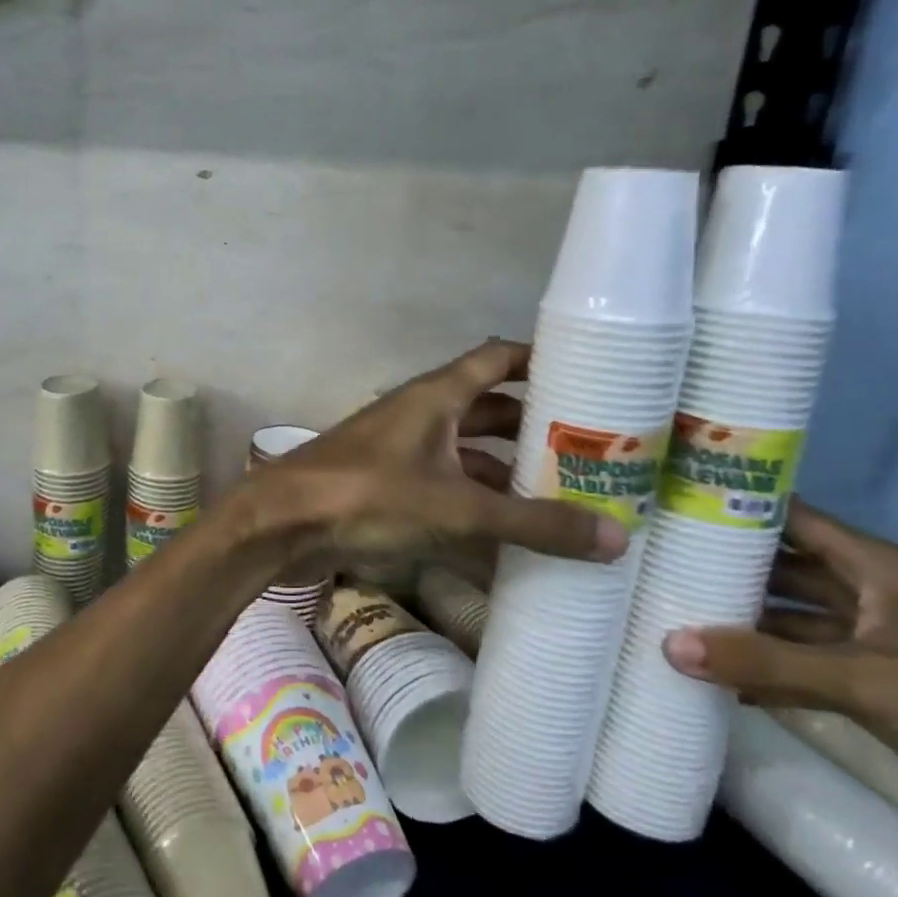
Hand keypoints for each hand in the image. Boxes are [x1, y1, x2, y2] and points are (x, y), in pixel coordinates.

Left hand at [247, 339, 628, 573]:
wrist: (281, 524)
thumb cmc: (367, 497)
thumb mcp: (457, 509)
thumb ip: (533, 523)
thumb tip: (616, 537)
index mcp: (435, 397)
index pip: (498, 359)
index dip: (542, 361)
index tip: (593, 375)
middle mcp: (419, 415)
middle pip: (488, 410)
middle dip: (534, 428)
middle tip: (593, 452)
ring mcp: (399, 451)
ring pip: (465, 452)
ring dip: (506, 471)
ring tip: (563, 496)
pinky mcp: (384, 486)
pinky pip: (443, 486)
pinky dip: (474, 502)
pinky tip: (507, 533)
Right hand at [664, 500, 897, 882]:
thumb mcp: (869, 680)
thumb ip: (767, 662)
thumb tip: (667, 645)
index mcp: (876, 567)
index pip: (787, 516)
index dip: (730, 504)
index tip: (664, 503)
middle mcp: (871, 593)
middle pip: (780, 569)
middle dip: (721, 568)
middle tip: (648, 565)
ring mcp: (877, 640)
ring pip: (790, 619)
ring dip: (740, 622)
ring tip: (666, 615)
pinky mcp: (883, 684)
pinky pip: (807, 664)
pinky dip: (767, 667)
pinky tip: (716, 675)